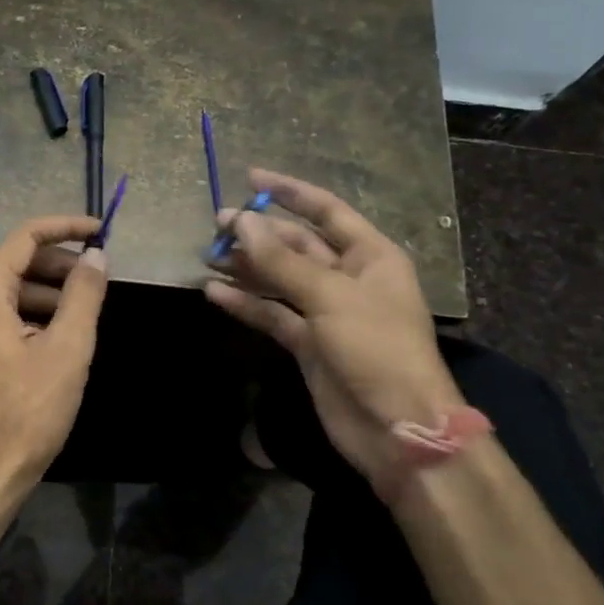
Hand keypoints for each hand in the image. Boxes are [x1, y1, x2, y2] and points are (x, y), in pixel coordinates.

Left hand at [0, 216, 109, 524]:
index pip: (25, 238)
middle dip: (61, 264)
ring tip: (88, 309)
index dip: (65, 228)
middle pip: (17, 264)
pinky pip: (5, 319)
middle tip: (100, 276)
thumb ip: (83, 295)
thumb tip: (97, 256)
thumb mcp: (67, 349)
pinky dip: (36, 317)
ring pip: (12, 294)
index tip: (102, 231)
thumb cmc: (27, 411)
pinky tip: (63, 339)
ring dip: (51, 293)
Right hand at [205, 168, 463, 503]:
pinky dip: (246, 303)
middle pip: (297, 245)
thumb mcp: (330, 296)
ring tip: (208, 255)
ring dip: (247, 267)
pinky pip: (272, 313)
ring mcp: (326, 312)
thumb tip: (241, 222)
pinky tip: (214, 293)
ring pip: (280, 279)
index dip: (290, 192)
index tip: (251, 178)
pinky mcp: (308, 343)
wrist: (396, 427)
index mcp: (370, 256)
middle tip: (217, 225)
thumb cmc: (376, 348)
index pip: (327, 211)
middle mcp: (348, 278)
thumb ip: (282, 261)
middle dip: (258, 233)